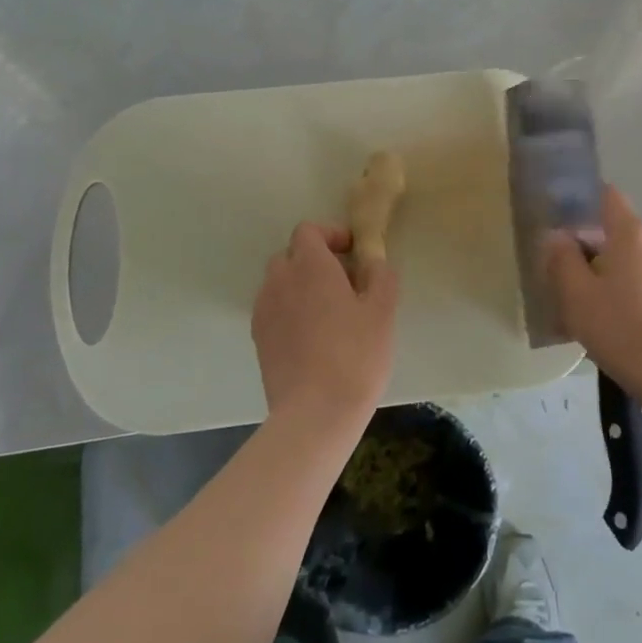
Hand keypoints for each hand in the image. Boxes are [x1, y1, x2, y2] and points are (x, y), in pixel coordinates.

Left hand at [251, 222, 398, 429]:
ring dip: (301, 287)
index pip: (308, 230)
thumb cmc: (355, 355)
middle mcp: (280, 280)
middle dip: (315, 261)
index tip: (353, 254)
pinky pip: (274, 310)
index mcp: (310, 265)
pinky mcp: (258, 339)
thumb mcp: (383, 311)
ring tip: (329, 314)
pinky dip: (290, 311)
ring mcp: (264, 310)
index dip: (331, 235)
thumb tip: (373, 261)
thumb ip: (381, 276)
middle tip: (345, 284)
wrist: (315, 412)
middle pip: (291, 255)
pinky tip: (313, 338)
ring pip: (280, 283)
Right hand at [546, 185, 641, 376]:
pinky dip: (633, 291)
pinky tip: (619, 321)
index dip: (586, 201)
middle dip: (595, 248)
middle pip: (620, 232)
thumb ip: (562, 258)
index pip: (608, 196)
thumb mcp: (574, 293)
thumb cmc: (616, 325)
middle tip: (571, 277)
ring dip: (614, 273)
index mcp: (631, 233)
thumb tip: (558, 237)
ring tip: (593, 306)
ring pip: (635, 260)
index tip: (566, 222)